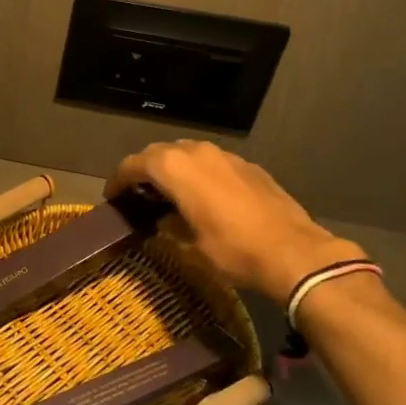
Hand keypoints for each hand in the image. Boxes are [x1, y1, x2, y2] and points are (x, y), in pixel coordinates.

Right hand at [106, 140, 359, 300]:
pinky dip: (199, 174)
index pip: (133, 165)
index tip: (112, 197)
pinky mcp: (248, 166)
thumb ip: (170, 224)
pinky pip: (212, 163)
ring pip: (187, 153)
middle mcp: (197, 152)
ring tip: (167, 194)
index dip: (118, 180)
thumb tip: (163, 221)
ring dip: (173, 169)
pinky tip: (203, 197)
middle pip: (159, 153)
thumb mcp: (190, 245)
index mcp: (175, 168)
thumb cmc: (233, 250)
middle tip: (137, 194)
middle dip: (144, 171)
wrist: (294, 252)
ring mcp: (225, 156)